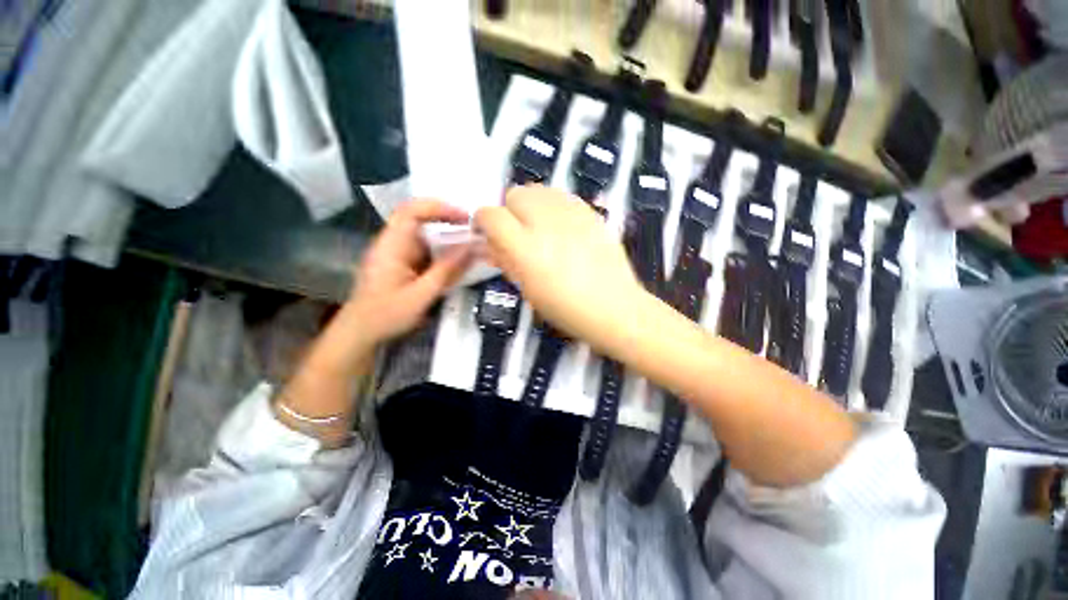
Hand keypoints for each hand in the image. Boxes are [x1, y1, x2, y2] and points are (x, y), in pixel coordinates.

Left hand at [346, 199, 473, 345]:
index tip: (465, 217)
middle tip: (474, 229)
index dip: (439, 208)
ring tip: (471, 244)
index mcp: (392, 245)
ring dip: (447, 236)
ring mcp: (397, 253)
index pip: (412, 211)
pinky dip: (442, 251)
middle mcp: (393, 243)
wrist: (360, 333)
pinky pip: (425, 250)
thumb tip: (473, 247)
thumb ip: (447, 269)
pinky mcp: (402, 264)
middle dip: (448, 220)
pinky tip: (456, 260)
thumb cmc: (387, 315)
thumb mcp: (422, 294)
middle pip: (420, 219)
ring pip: (424, 235)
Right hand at [474, 185, 648, 351]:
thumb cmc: (566, 309)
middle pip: (515, 194)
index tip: (487, 232)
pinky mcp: (590, 212)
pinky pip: (562, 196)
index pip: (490, 215)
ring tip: (540, 228)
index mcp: (525, 248)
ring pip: (538, 190)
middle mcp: (546, 223)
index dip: (483, 221)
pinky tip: (562, 227)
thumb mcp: (527, 290)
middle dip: (509, 211)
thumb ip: (505, 261)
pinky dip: (553, 206)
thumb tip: (491, 244)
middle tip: (518, 234)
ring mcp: (571, 214)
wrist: (614, 306)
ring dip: (531, 205)